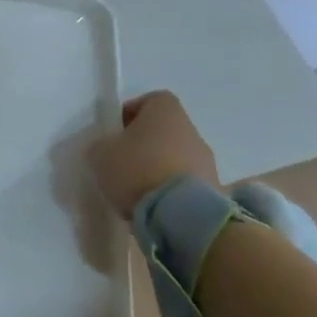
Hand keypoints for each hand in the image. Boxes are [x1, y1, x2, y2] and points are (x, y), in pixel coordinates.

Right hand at [92, 91, 220, 219]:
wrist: (183, 217)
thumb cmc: (137, 170)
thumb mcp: (100, 153)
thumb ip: (102, 145)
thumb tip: (107, 148)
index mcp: (166, 112)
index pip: (153, 100)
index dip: (133, 112)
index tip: (117, 131)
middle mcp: (192, 132)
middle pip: (166, 130)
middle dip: (145, 144)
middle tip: (124, 162)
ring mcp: (209, 163)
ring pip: (178, 157)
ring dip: (160, 168)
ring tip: (138, 189)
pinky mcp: (216, 192)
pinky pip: (187, 183)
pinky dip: (172, 190)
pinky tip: (155, 206)